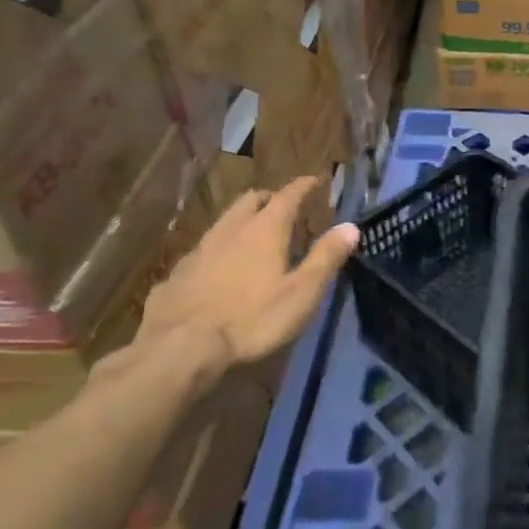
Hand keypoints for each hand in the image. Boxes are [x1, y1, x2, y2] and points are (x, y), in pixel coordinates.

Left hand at [138, 175, 359, 377]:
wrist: (178, 349)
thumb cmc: (252, 319)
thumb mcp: (302, 292)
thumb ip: (326, 257)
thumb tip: (351, 227)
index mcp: (265, 230)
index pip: (288, 195)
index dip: (303, 186)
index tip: (315, 180)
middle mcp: (230, 230)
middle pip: (250, 201)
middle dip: (269, 198)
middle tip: (283, 206)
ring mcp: (199, 251)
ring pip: (223, 223)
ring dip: (241, 221)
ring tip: (252, 235)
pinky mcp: (176, 275)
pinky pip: (203, 251)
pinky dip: (218, 250)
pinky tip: (219, 269)